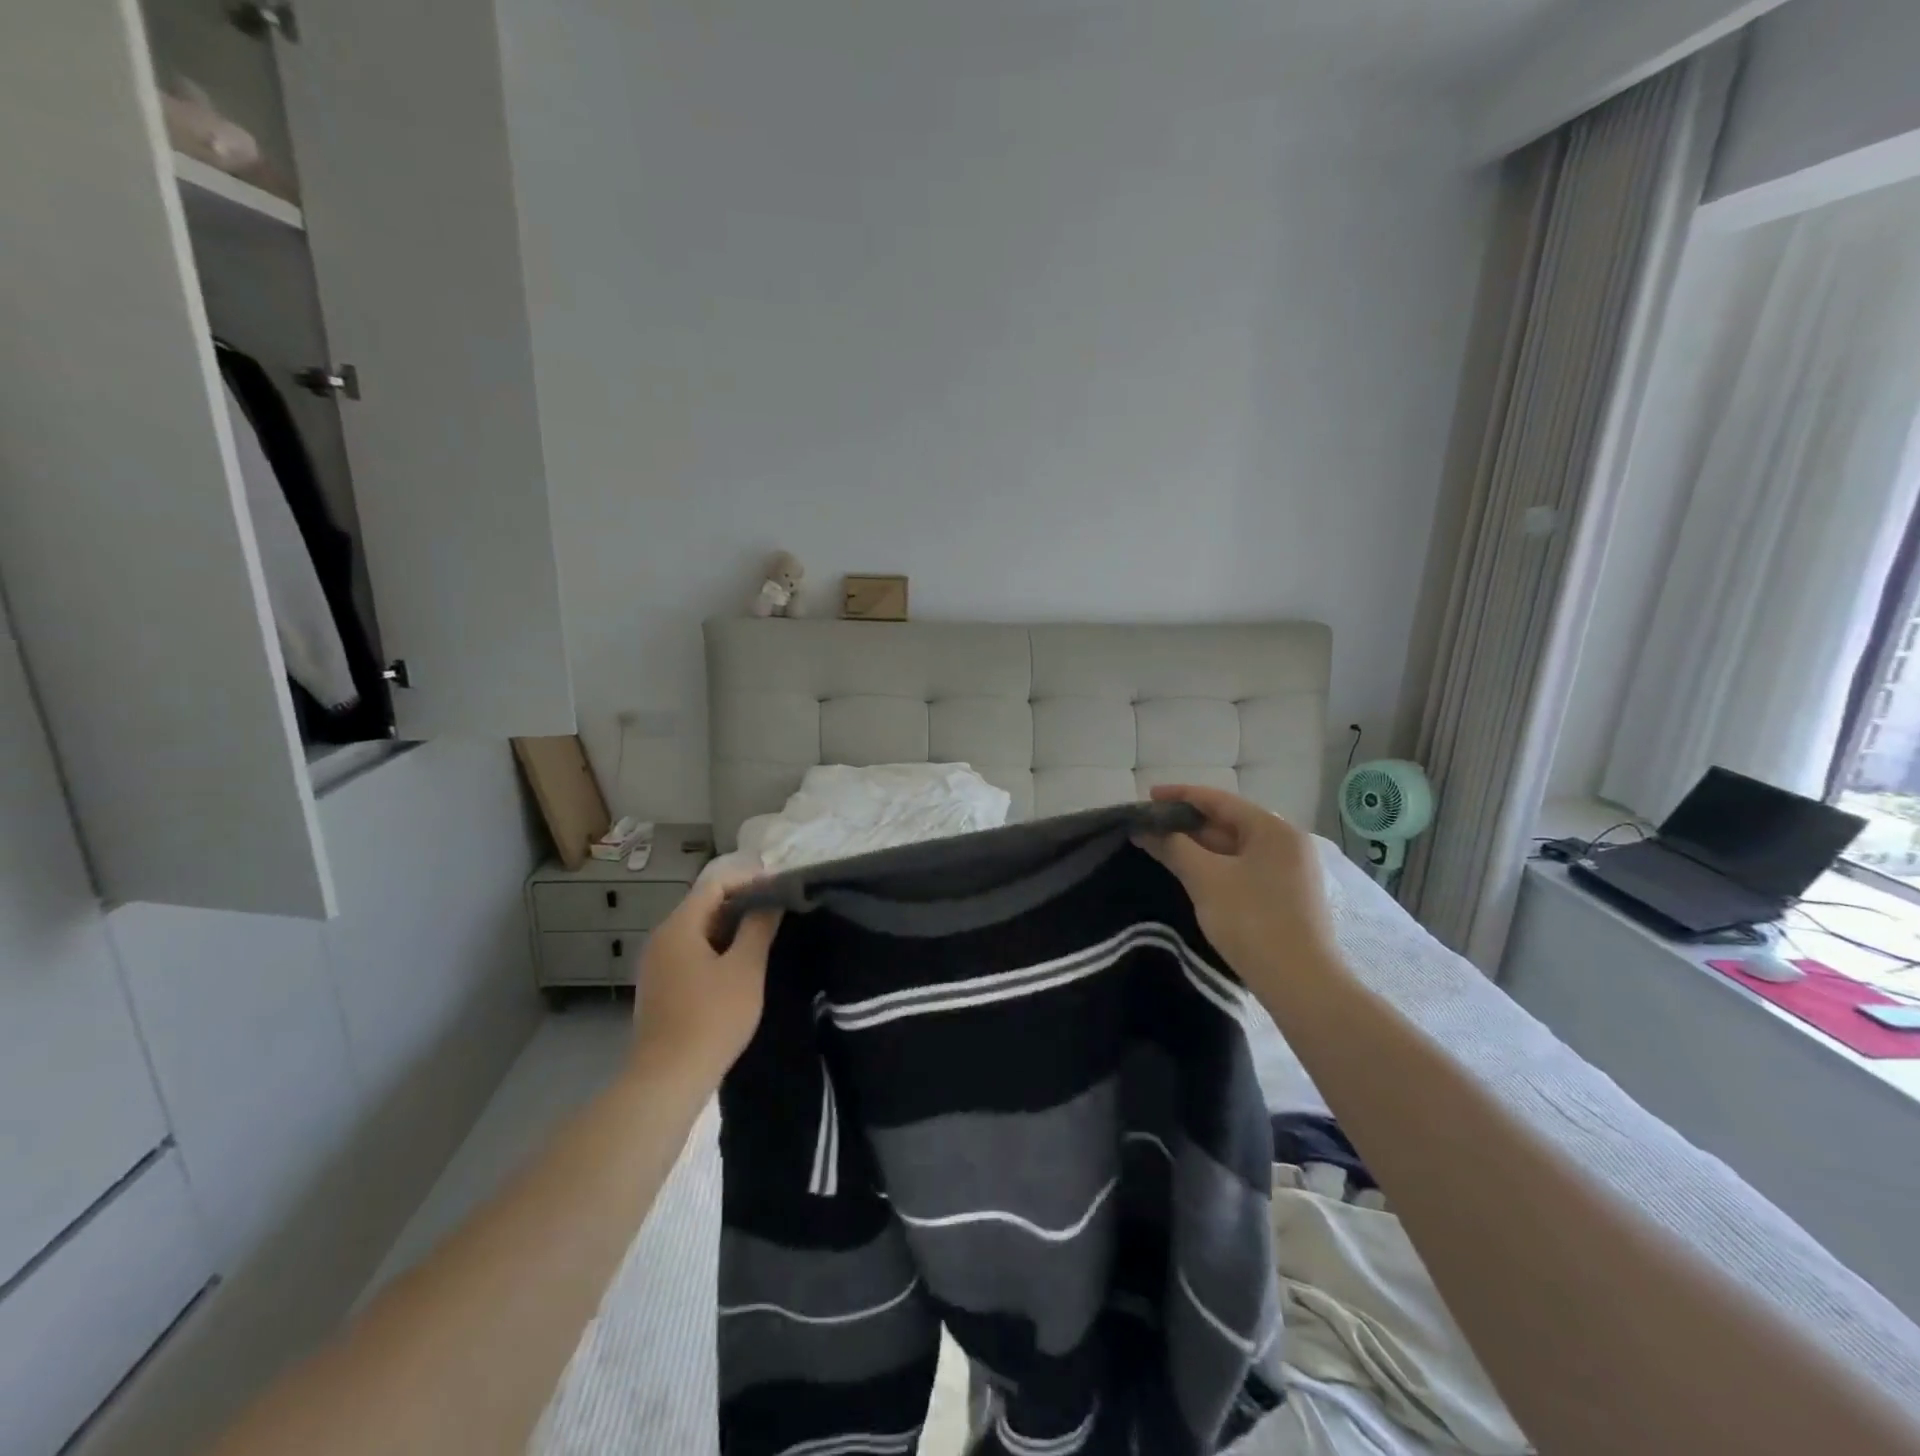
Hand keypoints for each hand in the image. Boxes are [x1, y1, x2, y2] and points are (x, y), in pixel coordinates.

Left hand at [630, 872, 782, 1083]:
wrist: (668, 1079)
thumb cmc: (712, 1018)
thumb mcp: (745, 968)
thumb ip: (758, 927)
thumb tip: (770, 899)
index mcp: (679, 926)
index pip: (715, 884)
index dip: (749, 880)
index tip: (781, 888)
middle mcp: (661, 938)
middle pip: (704, 905)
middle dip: (742, 903)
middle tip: (778, 911)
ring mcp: (656, 964)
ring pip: (698, 930)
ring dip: (731, 927)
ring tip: (765, 935)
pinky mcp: (660, 986)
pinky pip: (691, 952)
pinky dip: (716, 948)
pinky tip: (739, 964)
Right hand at [1135, 784, 1339, 998]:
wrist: (1301, 984)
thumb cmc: (1252, 921)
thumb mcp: (1205, 879)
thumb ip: (1173, 847)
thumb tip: (1145, 829)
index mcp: (1273, 829)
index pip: (1219, 800)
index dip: (1180, 796)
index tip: (1147, 797)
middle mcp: (1287, 843)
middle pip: (1228, 823)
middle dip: (1187, 824)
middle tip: (1150, 827)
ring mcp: (1290, 871)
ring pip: (1235, 848)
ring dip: (1199, 847)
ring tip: (1163, 848)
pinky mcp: (1286, 896)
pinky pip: (1244, 868)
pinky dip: (1215, 866)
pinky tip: (1191, 874)